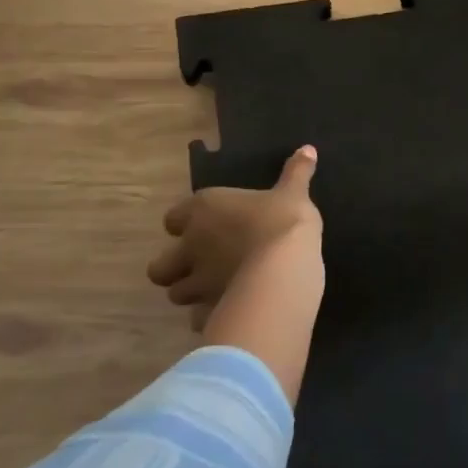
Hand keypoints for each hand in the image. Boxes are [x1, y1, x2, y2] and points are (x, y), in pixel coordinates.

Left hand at [148, 146, 322, 307]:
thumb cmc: (283, 222)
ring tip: (217, 292)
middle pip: (160, 267)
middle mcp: (191, 247)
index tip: (205, 226)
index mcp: (203, 211)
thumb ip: (297, 173)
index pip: (173, 218)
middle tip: (202, 267)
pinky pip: (202, 318)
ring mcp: (196, 283)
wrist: (283, 269)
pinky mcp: (210, 311)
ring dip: (193, 294)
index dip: (185, 224)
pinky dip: (211, 316)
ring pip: (177, 295)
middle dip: (175, 269)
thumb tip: (308, 148)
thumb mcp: (294, 194)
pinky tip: (231, 311)